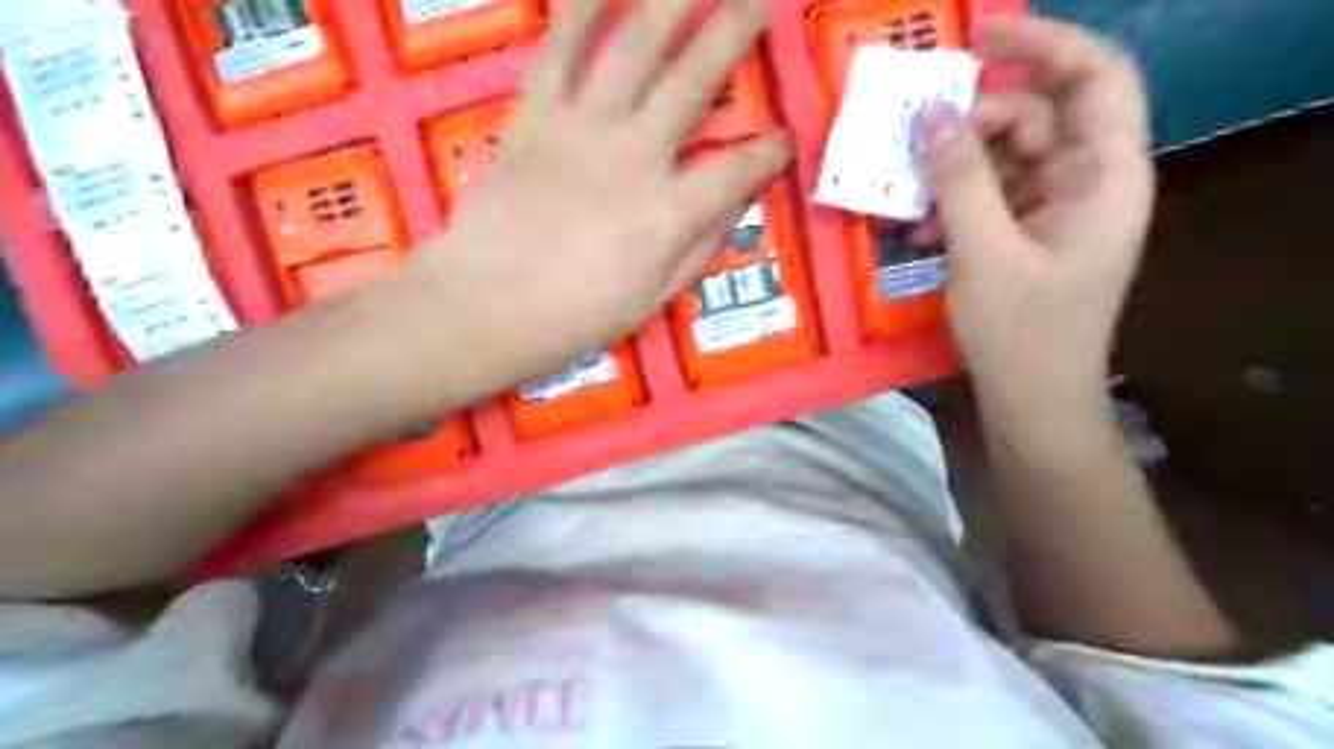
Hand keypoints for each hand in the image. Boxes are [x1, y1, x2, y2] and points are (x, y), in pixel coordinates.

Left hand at [400, 1, 782, 387]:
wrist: (484, 306)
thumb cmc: (574, 317)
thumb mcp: (654, 299)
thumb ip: (700, 246)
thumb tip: (734, 205)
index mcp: (670, 212)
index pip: (738, 170)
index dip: (769, 153)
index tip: (782, 143)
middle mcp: (636, 155)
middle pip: (696, 79)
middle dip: (735, 32)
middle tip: (757, 1)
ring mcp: (583, 127)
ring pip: (636, 46)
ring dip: (674, 0)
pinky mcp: (536, 114)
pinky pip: (562, 49)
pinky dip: (582, 10)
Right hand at [913, 17, 1151, 411]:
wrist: (1033, 402)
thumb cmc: (1020, 333)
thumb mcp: (983, 252)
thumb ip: (959, 179)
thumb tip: (932, 114)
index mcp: (1104, 177)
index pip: (1095, 77)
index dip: (1043, 42)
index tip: (976, 37)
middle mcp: (1088, 182)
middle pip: (1039, 114)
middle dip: (976, 118)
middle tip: (917, 134)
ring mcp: (1057, 210)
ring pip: (1007, 156)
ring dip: (956, 166)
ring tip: (910, 189)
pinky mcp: (1028, 235)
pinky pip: (992, 194)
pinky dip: (956, 200)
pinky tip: (921, 224)